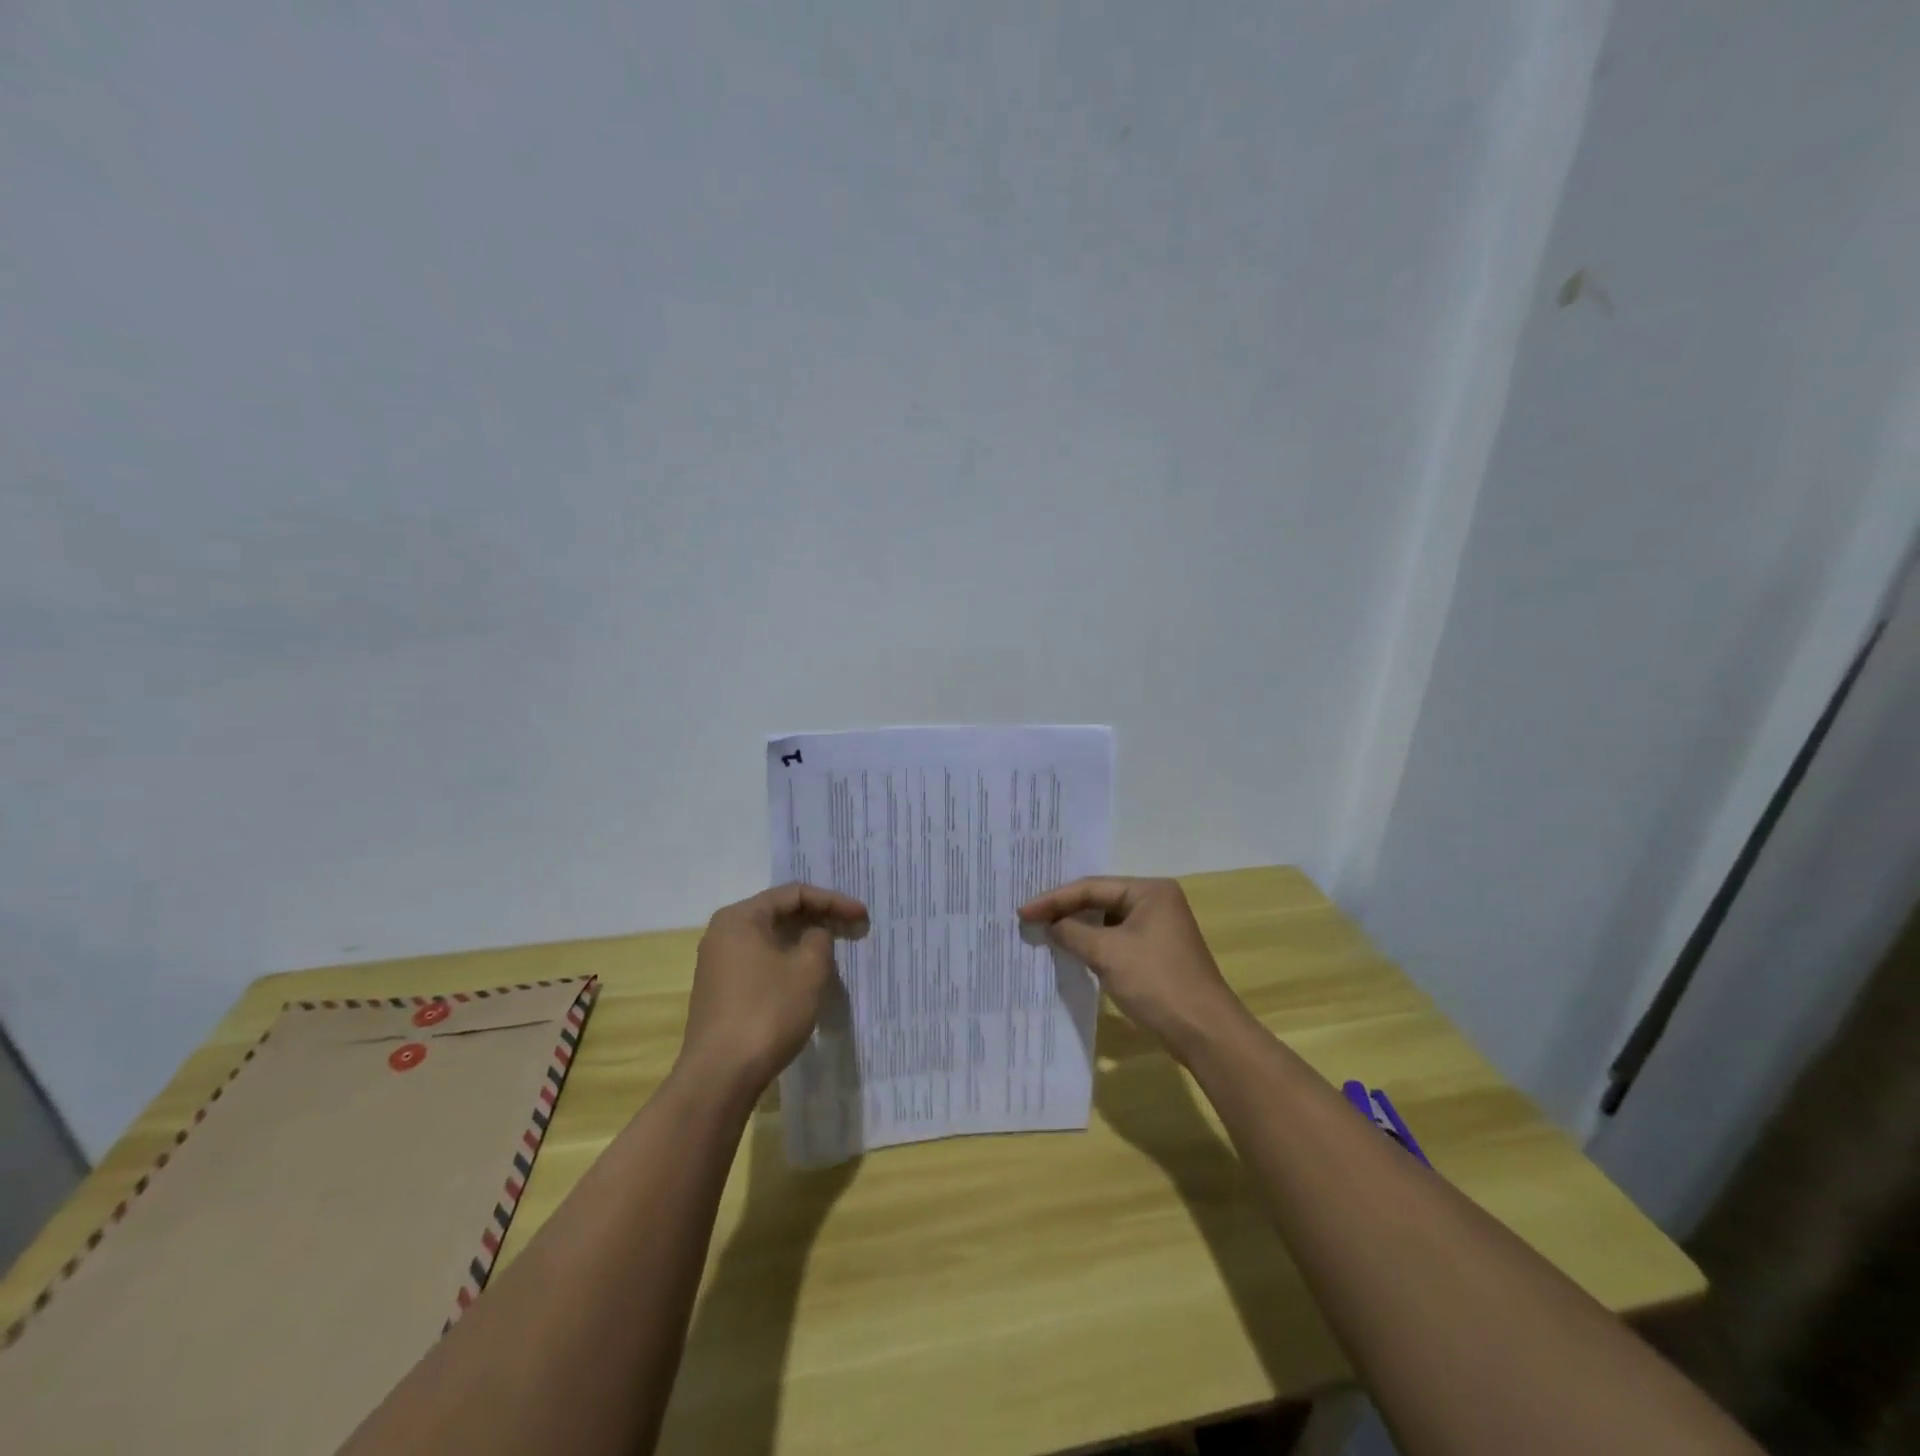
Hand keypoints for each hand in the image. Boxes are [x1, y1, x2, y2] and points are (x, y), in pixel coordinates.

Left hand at [679, 883, 868, 1095]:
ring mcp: (719, 965)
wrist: (720, 1076)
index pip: (794, 894)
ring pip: (772, 941)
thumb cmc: (767, 1011)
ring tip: (836, 952)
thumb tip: (815, 935)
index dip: (833, 901)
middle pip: (780, 914)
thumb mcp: (808, 969)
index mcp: (740, 917)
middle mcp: (723, 934)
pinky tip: (809, 979)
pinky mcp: (722, 992)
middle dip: (820, 919)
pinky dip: (789, 963)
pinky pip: (762, 963)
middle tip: (853, 929)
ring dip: (806, 943)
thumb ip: (820, 939)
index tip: (862, 915)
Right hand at [1018, 877, 1246, 1063]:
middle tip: (1030, 917)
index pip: (1092, 887)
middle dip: (1065, 910)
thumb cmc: (1156, 982)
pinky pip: (1117, 939)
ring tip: (1045, 931)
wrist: (1204, 1031)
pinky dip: (1094, 944)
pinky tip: (1073, 950)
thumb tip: (1051, 926)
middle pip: (1100, 899)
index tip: (1023, 911)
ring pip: (1107, 920)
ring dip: (1078, 928)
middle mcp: (1156, 902)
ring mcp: (1159, 928)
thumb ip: (1073, 933)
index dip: (1054, 899)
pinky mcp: (1157, 952)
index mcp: (1149, 891)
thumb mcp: (1107, 954)